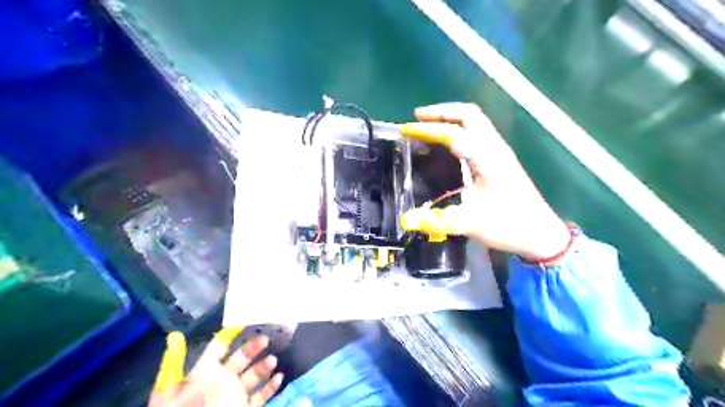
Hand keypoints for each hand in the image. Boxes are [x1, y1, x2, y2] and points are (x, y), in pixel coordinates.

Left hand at [148, 328, 280, 406]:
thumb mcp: (180, 386)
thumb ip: (180, 361)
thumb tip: (175, 336)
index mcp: (202, 374)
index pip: (217, 349)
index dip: (229, 336)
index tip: (246, 321)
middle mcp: (219, 383)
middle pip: (238, 360)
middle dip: (252, 348)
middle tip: (265, 338)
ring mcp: (233, 397)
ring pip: (251, 377)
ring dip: (263, 367)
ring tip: (272, 360)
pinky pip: (259, 397)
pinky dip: (270, 387)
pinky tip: (278, 377)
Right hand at [399, 101, 569, 260]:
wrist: (540, 233)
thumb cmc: (507, 225)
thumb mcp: (470, 223)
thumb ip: (436, 220)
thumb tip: (404, 220)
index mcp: (487, 159)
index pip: (454, 133)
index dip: (428, 129)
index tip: (406, 130)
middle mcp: (494, 148)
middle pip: (469, 114)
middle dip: (441, 112)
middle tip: (417, 118)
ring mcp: (500, 152)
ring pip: (476, 120)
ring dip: (451, 117)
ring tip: (428, 125)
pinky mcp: (501, 159)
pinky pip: (478, 132)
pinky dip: (459, 128)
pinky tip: (447, 142)